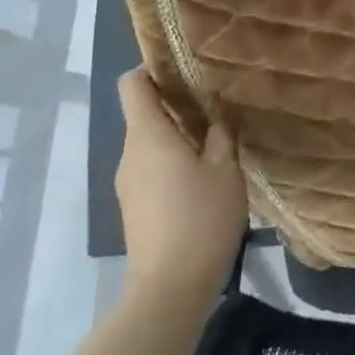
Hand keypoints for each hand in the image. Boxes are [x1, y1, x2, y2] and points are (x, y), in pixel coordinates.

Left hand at [116, 69, 247, 300]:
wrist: (170, 287)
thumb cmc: (200, 218)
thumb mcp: (225, 169)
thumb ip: (221, 134)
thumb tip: (219, 112)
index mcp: (147, 136)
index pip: (132, 84)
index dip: (153, 68)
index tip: (186, 66)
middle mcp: (130, 153)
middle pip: (144, 112)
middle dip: (177, 101)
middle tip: (216, 99)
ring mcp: (129, 182)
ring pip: (150, 141)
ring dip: (178, 132)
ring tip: (216, 134)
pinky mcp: (136, 205)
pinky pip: (152, 165)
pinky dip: (174, 158)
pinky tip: (205, 170)